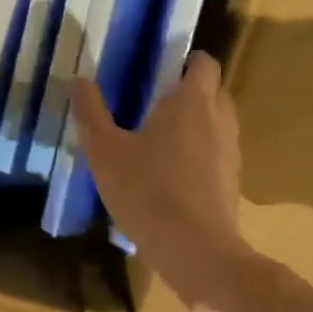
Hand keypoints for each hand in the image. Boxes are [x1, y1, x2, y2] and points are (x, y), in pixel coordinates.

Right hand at [70, 52, 247, 301]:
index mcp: (192, 101)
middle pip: (213, 91)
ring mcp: (231, 152)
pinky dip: (201, 156)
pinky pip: (218, 155)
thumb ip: (92, 114)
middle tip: (154, 107)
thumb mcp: (105, 153)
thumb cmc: (147, 192)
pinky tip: (174, 178)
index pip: (203, 63)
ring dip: (196, 125)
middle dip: (189, 93)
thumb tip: (79, 80)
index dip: (185, 61)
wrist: (195, 250)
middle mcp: (220, 118)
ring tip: (162, 144)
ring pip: (217, 124)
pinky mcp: (233, 183)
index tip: (160, 72)